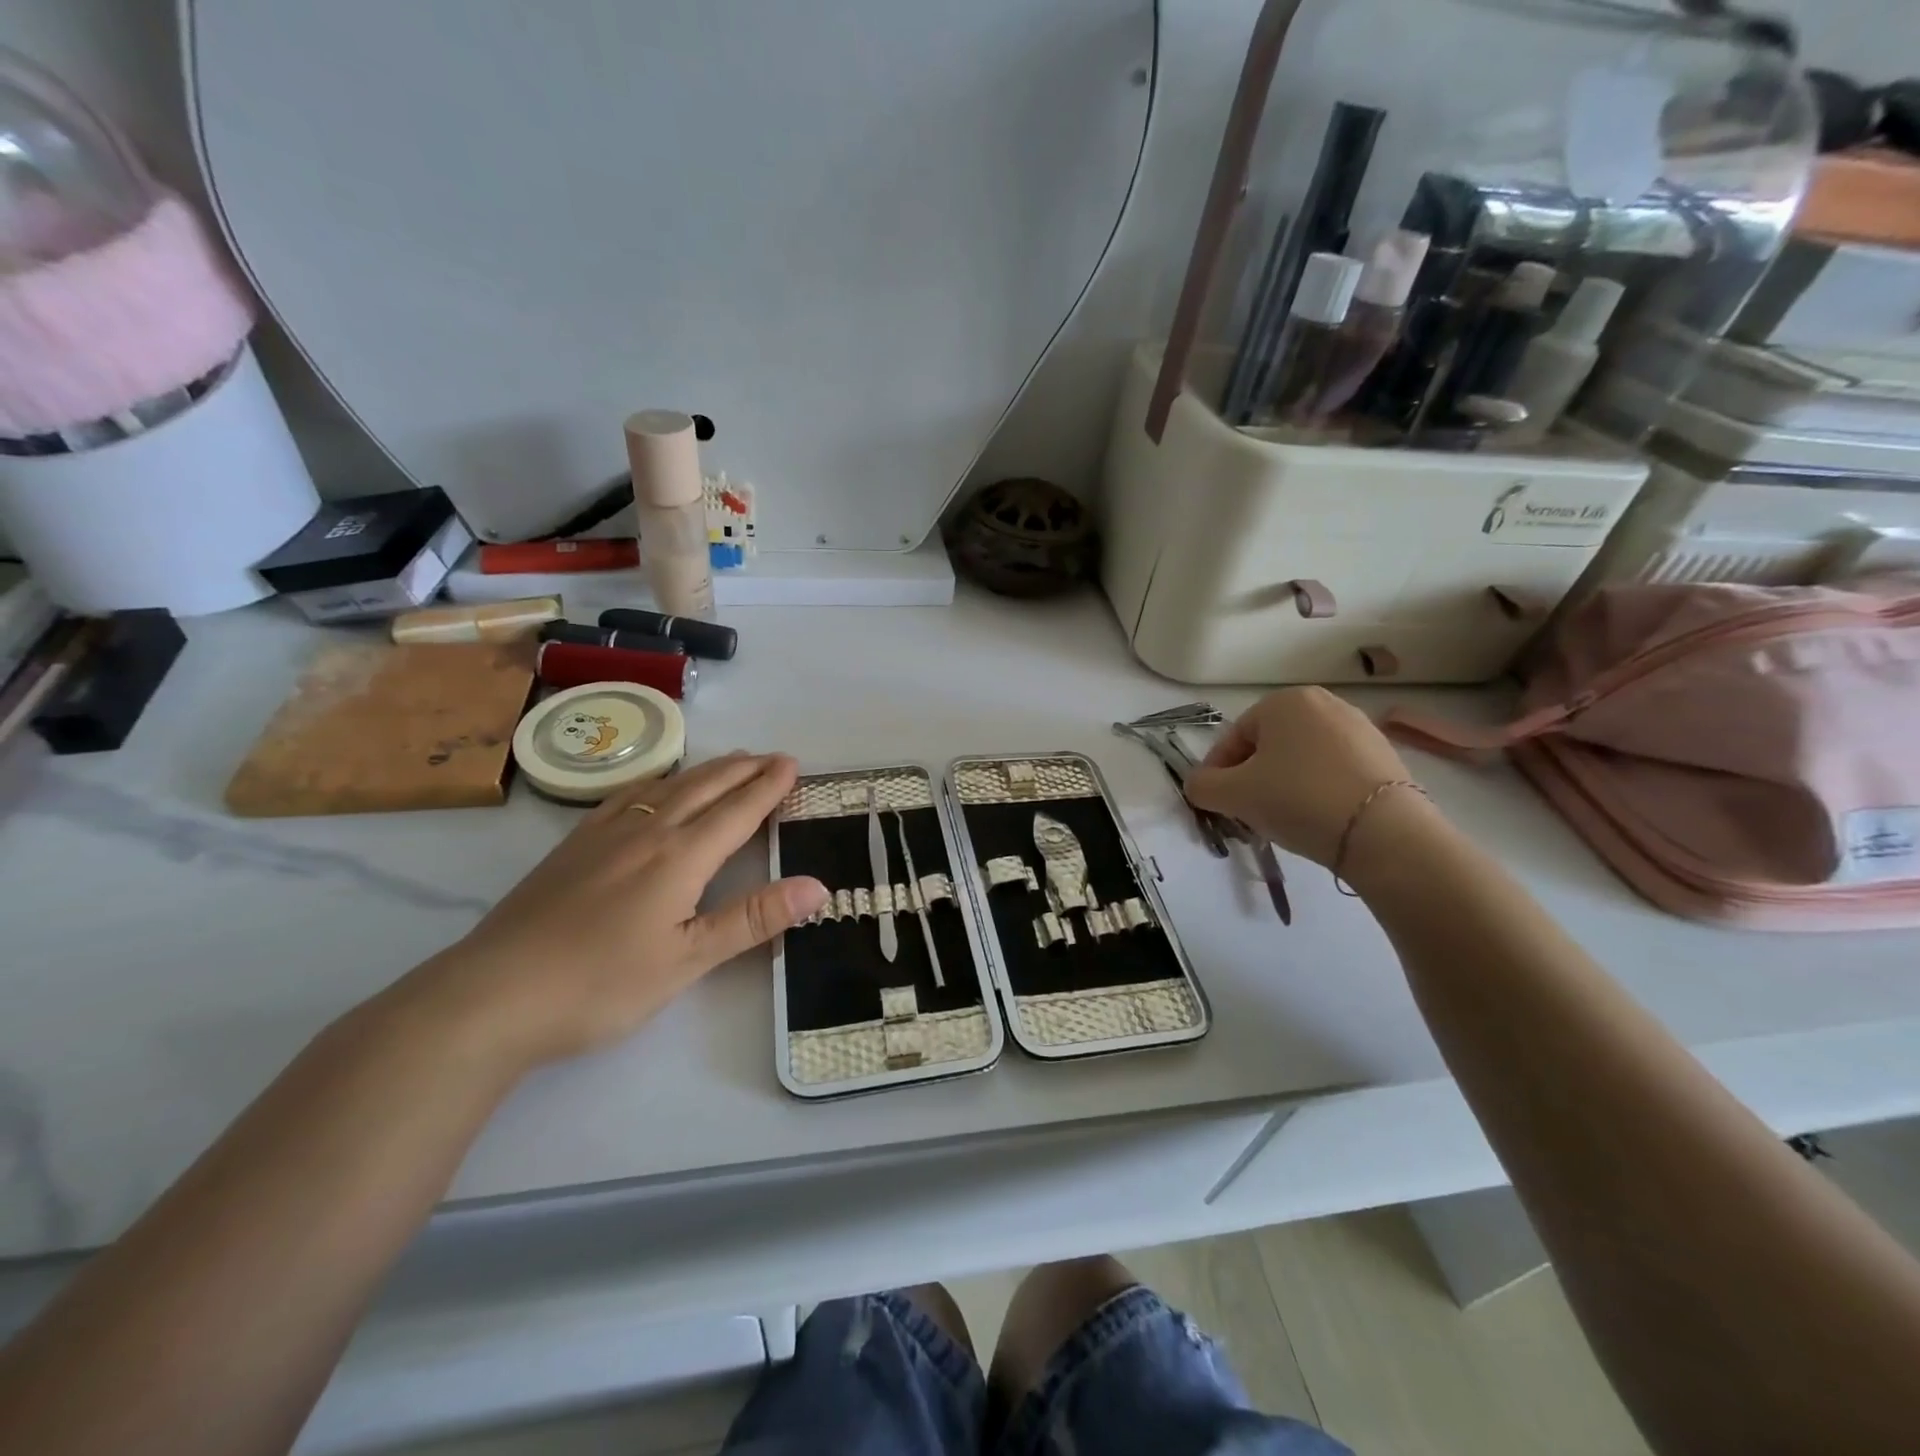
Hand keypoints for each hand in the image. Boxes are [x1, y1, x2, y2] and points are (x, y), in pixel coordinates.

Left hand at [403, 752, 826, 1070]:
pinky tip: (655, 787)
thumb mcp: (688, 959)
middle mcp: (647, 832)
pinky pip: (627, 795)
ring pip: (667, 786)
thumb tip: (819, 886)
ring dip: (706, 770)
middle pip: (704, 787)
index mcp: (680, 856)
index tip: (793, 764)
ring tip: (729, 762)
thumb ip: (754, 918)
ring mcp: (604, 834)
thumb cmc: (601, 984)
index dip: (768, 787)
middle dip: (743, 769)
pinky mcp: (572, 846)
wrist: (491, 996)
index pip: (737, 811)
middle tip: (771, 756)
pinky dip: (658, 781)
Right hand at [1185, 688, 1419, 866]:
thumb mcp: (1233, 795)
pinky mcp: (1384, 755)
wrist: (1383, 832)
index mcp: (1284, 701)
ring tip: (1283, 818)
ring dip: (1283, 784)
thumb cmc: (1297, 799)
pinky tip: (1317, 817)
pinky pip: (1333, 769)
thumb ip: (1202, 786)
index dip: (1217, 772)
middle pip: (1268, 745)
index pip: (1234, 737)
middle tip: (1247, 811)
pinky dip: (1317, 789)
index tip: (1216, 803)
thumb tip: (1199, 785)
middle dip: (1252, 777)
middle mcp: (1323, 703)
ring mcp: (1359, 727)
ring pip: (1301, 757)